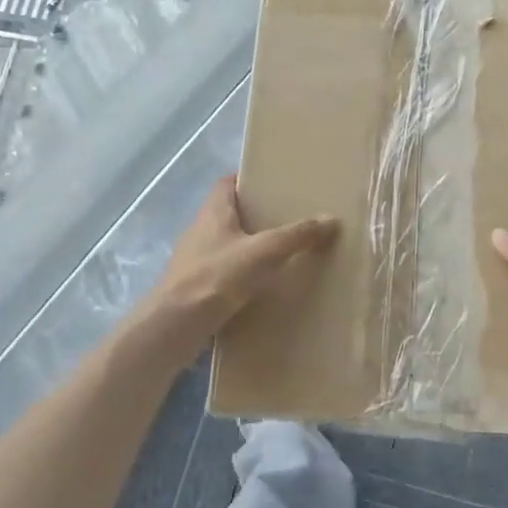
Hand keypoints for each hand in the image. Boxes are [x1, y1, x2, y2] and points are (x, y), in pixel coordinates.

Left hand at [151, 176, 338, 337]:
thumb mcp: (265, 252)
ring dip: (248, 247)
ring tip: (279, 253)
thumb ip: (298, 235)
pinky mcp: (194, 289)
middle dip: (255, 215)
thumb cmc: (218, 276)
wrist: (175, 327)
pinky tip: (260, 286)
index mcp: (213, 212)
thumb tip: (332, 219)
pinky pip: (222, 273)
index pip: (227, 184)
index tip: (273, 184)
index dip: (248, 180)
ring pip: (225, 245)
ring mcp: (194, 261)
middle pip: (229, 214)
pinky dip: (240, 275)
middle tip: (287, 219)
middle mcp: (200, 231)